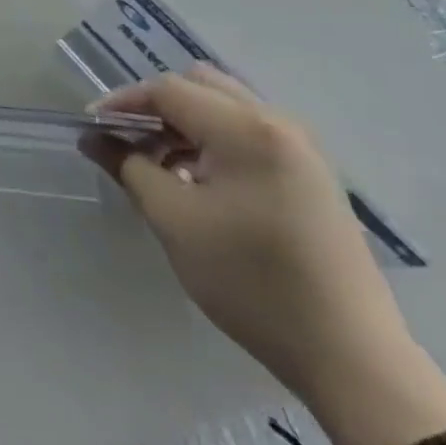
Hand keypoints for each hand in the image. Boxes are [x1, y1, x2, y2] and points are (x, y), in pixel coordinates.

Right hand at [82, 66, 415, 412]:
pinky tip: (201, 181)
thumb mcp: (174, 220)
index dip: (123, 102)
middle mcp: (279, 124)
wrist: (352, 359)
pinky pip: (250, 131)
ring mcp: (303, 150)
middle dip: (157, 106)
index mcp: (246, 130)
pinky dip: (214, 140)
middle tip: (130, 140)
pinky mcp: (313, 175)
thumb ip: (127, 166)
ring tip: (162, 163)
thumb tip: (93, 137)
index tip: (93, 128)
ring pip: (226, 105)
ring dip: (186, 122)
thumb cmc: (252, 281)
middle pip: (200, 85)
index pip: (168, 90)